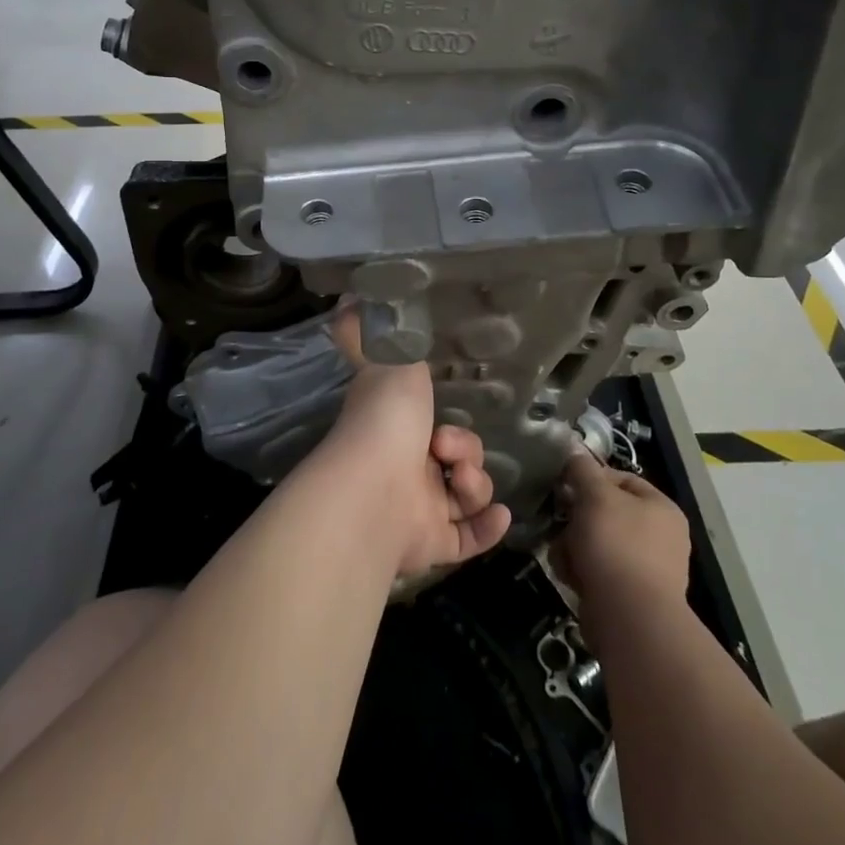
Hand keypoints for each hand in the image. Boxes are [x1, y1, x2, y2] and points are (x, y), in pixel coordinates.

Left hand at [319, 310, 511, 578]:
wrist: (374, 490)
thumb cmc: (384, 420)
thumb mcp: (386, 360)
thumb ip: (372, 333)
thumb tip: (347, 300)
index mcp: (395, 431)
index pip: (431, 427)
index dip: (450, 423)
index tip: (446, 416)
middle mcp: (406, 469)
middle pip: (458, 460)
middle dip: (465, 450)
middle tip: (444, 447)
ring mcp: (418, 508)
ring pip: (467, 494)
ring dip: (475, 484)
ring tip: (458, 480)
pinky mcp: (431, 544)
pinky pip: (470, 536)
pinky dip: (487, 526)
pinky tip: (497, 515)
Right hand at [553, 451, 691, 649]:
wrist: (630, 618)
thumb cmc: (616, 545)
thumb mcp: (595, 495)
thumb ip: (582, 469)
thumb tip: (574, 451)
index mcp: (662, 508)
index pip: (621, 479)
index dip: (591, 478)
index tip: (566, 486)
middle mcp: (661, 537)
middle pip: (606, 513)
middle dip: (578, 518)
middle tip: (562, 522)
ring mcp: (647, 569)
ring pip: (597, 543)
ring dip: (574, 546)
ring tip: (565, 556)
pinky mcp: (631, 596)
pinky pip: (599, 571)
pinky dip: (582, 571)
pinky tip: (571, 576)